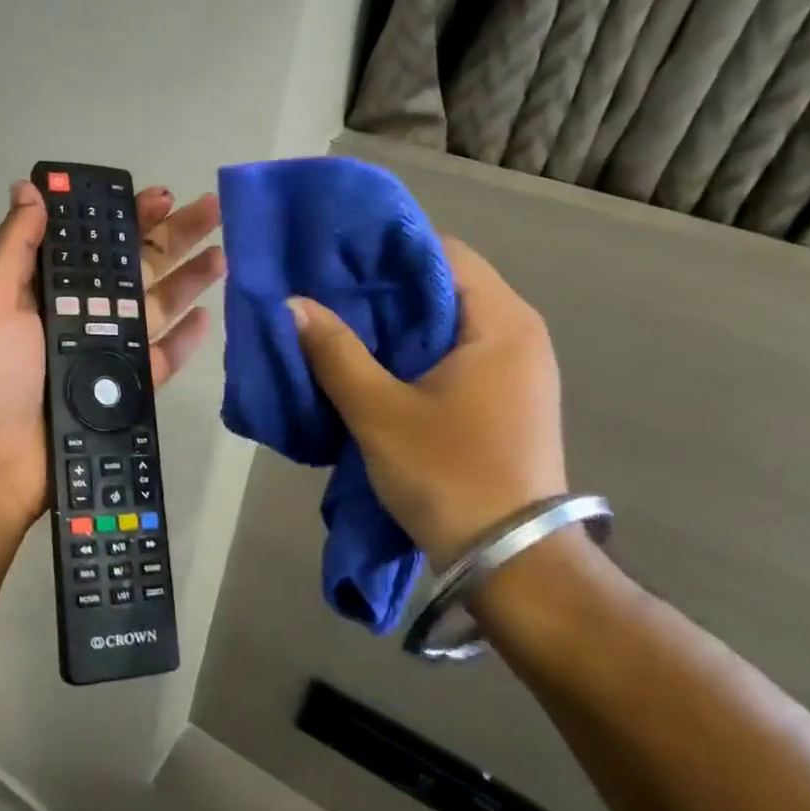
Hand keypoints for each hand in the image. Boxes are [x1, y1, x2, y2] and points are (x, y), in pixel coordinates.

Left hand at [0, 179, 223, 541]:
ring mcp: (109, 352)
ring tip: (224, 253)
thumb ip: (16, 246)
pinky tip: (208, 315)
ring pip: (158, 307)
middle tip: (212, 208)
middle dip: (174, 236)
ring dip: (191, 278)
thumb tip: (29, 188)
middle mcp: (84, 314)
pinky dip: (185, 338)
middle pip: (137, 268)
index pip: (97, 243)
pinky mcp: (127, 390)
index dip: (128, 217)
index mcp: (52, 289)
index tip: (159, 195)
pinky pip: (162, 357)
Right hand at [289, 238, 566, 568]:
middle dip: (383, 287)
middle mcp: (517, 335)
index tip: (336, 256)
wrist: (511, 561)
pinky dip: (410, 350)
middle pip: (444, 285)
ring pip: (444, 323)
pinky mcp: (503, 400)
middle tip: (324, 289)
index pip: (443, 252)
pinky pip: (451, 354)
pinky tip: (368, 362)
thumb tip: (292, 304)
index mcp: (501, 322)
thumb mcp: (379, 411)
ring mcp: (515, 370)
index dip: (387, 249)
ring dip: (394, 322)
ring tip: (336, 322)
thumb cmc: (449, 473)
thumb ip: (334, 352)